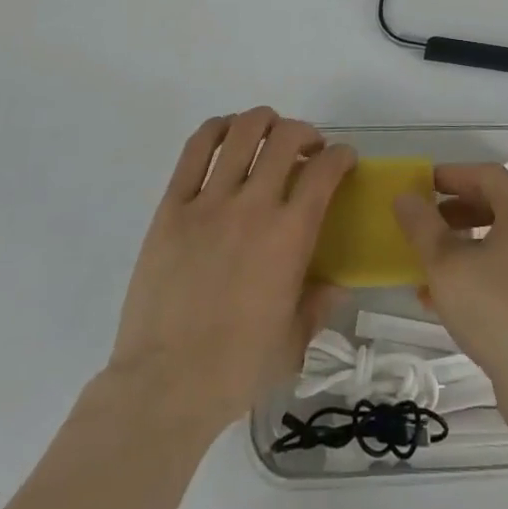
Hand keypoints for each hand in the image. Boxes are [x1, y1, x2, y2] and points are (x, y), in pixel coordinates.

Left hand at [107, 108, 355, 432]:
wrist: (164, 387)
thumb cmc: (235, 370)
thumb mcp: (293, 344)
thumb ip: (318, 306)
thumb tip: (335, 286)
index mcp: (290, 236)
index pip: (324, 171)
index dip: (341, 155)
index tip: (343, 159)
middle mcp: (254, 206)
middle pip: (285, 137)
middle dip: (304, 132)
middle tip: (306, 148)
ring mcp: (210, 202)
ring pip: (241, 132)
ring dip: (262, 121)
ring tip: (267, 133)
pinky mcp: (172, 207)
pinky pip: (194, 150)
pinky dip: (215, 130)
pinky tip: (225, 133)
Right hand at [393, 164, 507, 386]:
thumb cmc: (495, 309)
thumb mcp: (445, 264)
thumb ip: (421, 226)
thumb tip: (405, 197)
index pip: (486, 175)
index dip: (451, 176)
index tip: (422, 184)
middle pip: (496, 206)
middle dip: (455, 212)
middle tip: (425, 222)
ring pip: (501, 242)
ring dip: (464, 247)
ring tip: (430, 265)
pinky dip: (480, 273)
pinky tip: (448, 300)